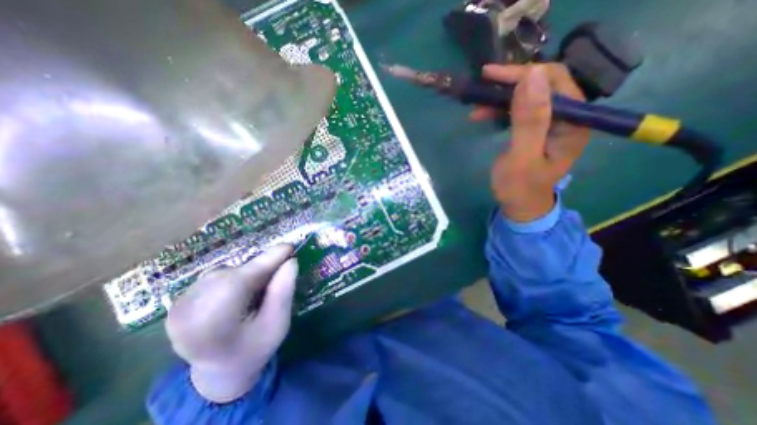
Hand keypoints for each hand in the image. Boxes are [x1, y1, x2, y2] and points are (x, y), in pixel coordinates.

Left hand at [166, 244, 297, 403]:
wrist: (220, 371)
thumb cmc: (255, 348)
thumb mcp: (278, 324)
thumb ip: (283, 292)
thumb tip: (291, 261)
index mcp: (212, 325)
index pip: (242, 280)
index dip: (267, 259)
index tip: (289, 247)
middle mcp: (187, 312)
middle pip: (233, 274)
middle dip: (260, 268)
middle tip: (279, 272)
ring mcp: (177, 306)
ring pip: (225, 272)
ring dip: (247, 274)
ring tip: (257, 289)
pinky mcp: (178, 301)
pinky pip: (215, 276)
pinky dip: (234, 278)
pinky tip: (240, 293)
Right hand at [471, 63, 590, 222]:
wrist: (520, 206)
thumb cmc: (520, 187)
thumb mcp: (522, 157)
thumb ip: (529, 120)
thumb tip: (532, 76)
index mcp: (573, 122)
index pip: (554, 81)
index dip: (524, 74)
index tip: (491, 76)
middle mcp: (567, 116)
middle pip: (542, 84)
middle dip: (510, 83)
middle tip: (482, 86)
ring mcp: (551, 122)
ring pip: (528, 95)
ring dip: (501, 97)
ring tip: (477, 106)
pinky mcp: (536, 129)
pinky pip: (519, 109)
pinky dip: (500, 109)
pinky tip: (483, 115)